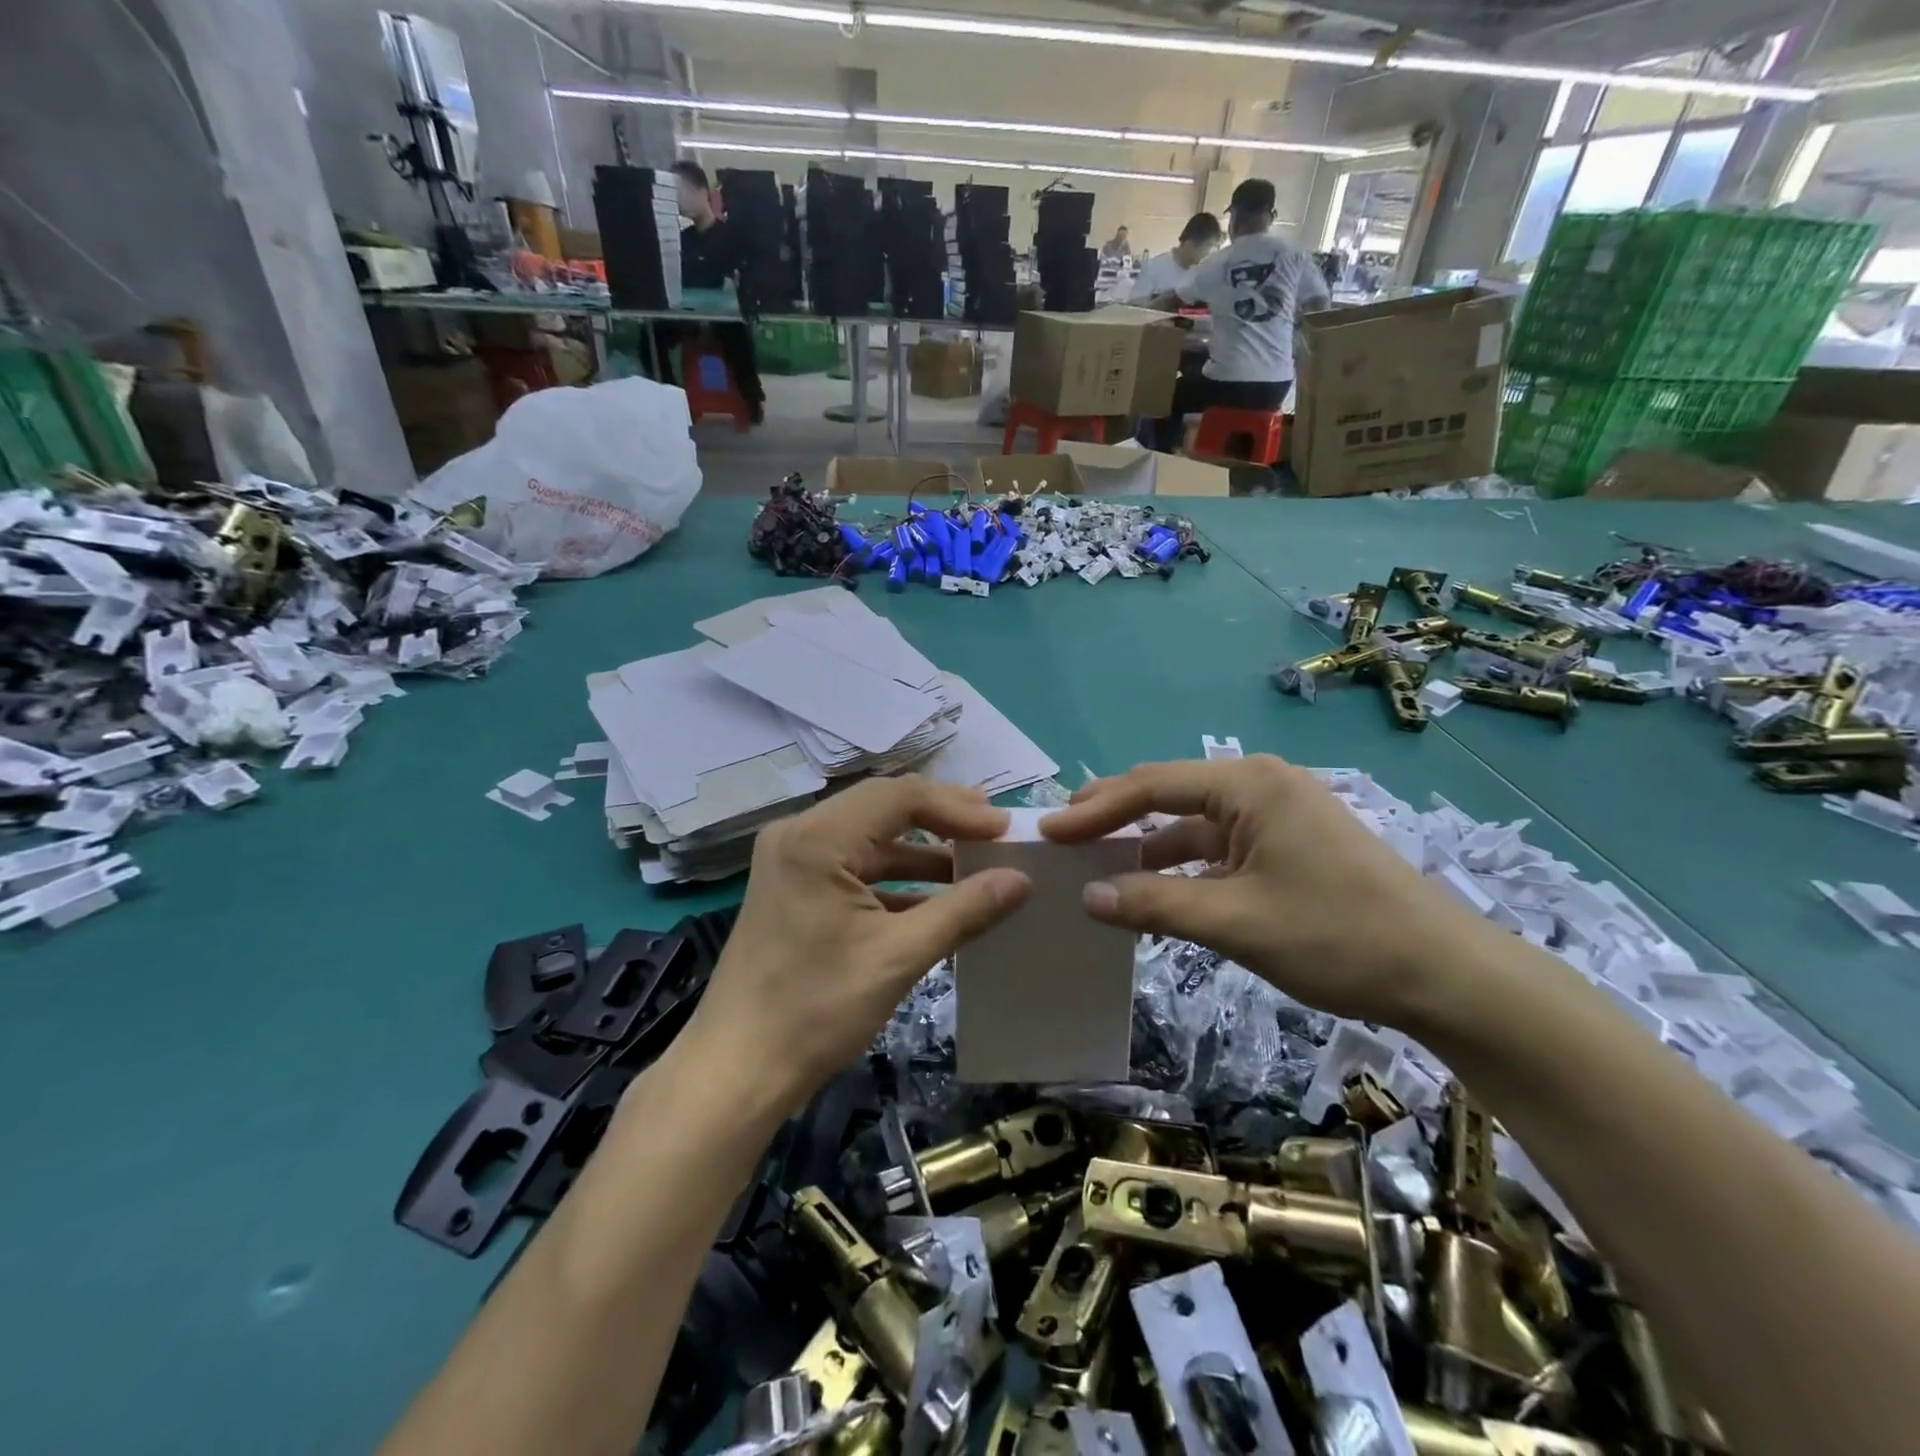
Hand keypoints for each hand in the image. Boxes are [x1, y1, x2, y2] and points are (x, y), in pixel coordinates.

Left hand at [687, 776, 1031, 1118]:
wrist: (737, 1071)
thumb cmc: (816, 1009)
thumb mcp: (898, 957)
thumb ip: (963, 910)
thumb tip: (1021, 880)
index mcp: (817, 838)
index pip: (900, 797)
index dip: (957, 809)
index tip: (1004, 830)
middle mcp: (799, 834)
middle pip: (883, 809)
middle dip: (942, 820)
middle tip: (994, 833)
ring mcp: (792, 862)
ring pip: (869, 839)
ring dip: (921, 852)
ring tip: (975, 864)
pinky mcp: (793, 890)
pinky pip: (853, 867)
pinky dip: (895, 879)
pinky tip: (936, 901)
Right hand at [1040, 756, 1495, 1025]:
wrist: (1446, 975)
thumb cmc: (1338, 936)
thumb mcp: (1236, 922)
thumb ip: (1156, 904)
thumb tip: (1088, 898)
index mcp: (1249, 785)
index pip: (1153, 787)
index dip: (1096, 809)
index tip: (1049, 830)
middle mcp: (1260, 786)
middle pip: (1170, 794)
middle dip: (1116, 815)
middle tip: (1064, 836)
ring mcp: (1277, 815)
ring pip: (1192, 824)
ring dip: (1147, 846)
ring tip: (1097, 867)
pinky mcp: (1287, 845)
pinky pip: (1218, 848)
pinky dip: (1182, 867)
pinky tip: (1154, 891)